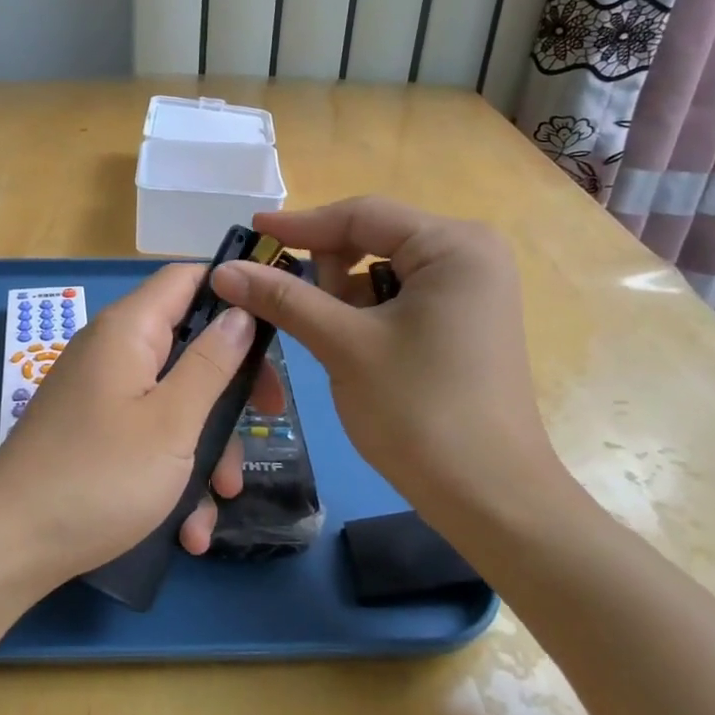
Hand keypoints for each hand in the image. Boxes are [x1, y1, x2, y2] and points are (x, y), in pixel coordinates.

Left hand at [0, 263, 284, 586]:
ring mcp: (101, 395)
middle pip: (189, 346)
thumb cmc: (101, 475)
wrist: (10, 545)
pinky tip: (187, 529)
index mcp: (129, 330)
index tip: (277, 331)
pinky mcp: (94, 434)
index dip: (234, 293)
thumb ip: (212, 362)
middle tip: (266, 422)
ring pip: (174, 402)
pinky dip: (172, 474)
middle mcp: (113, 352)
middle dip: (230, 390)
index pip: (188, 278)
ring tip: (218, 503)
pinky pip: (147, 437)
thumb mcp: (172, 420)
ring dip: (205, 449)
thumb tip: (241, 311)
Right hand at [210, 197, 564, 516]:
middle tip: (295, 307)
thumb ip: (283, 298)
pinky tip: (353, 346)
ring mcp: (472, 289)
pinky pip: (400, 296)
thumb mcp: (344, 346)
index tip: (250, 232)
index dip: (300, 225)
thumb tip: (223, 269)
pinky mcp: (465, 321)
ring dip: (343, 295)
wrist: (490, 499)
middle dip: (325, 269)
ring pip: (382, 270)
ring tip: (329, 338)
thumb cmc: (420, 411)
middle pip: (373, 238)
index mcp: (453, 245)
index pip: (361, 215)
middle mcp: (470, 254)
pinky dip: (366, 313)